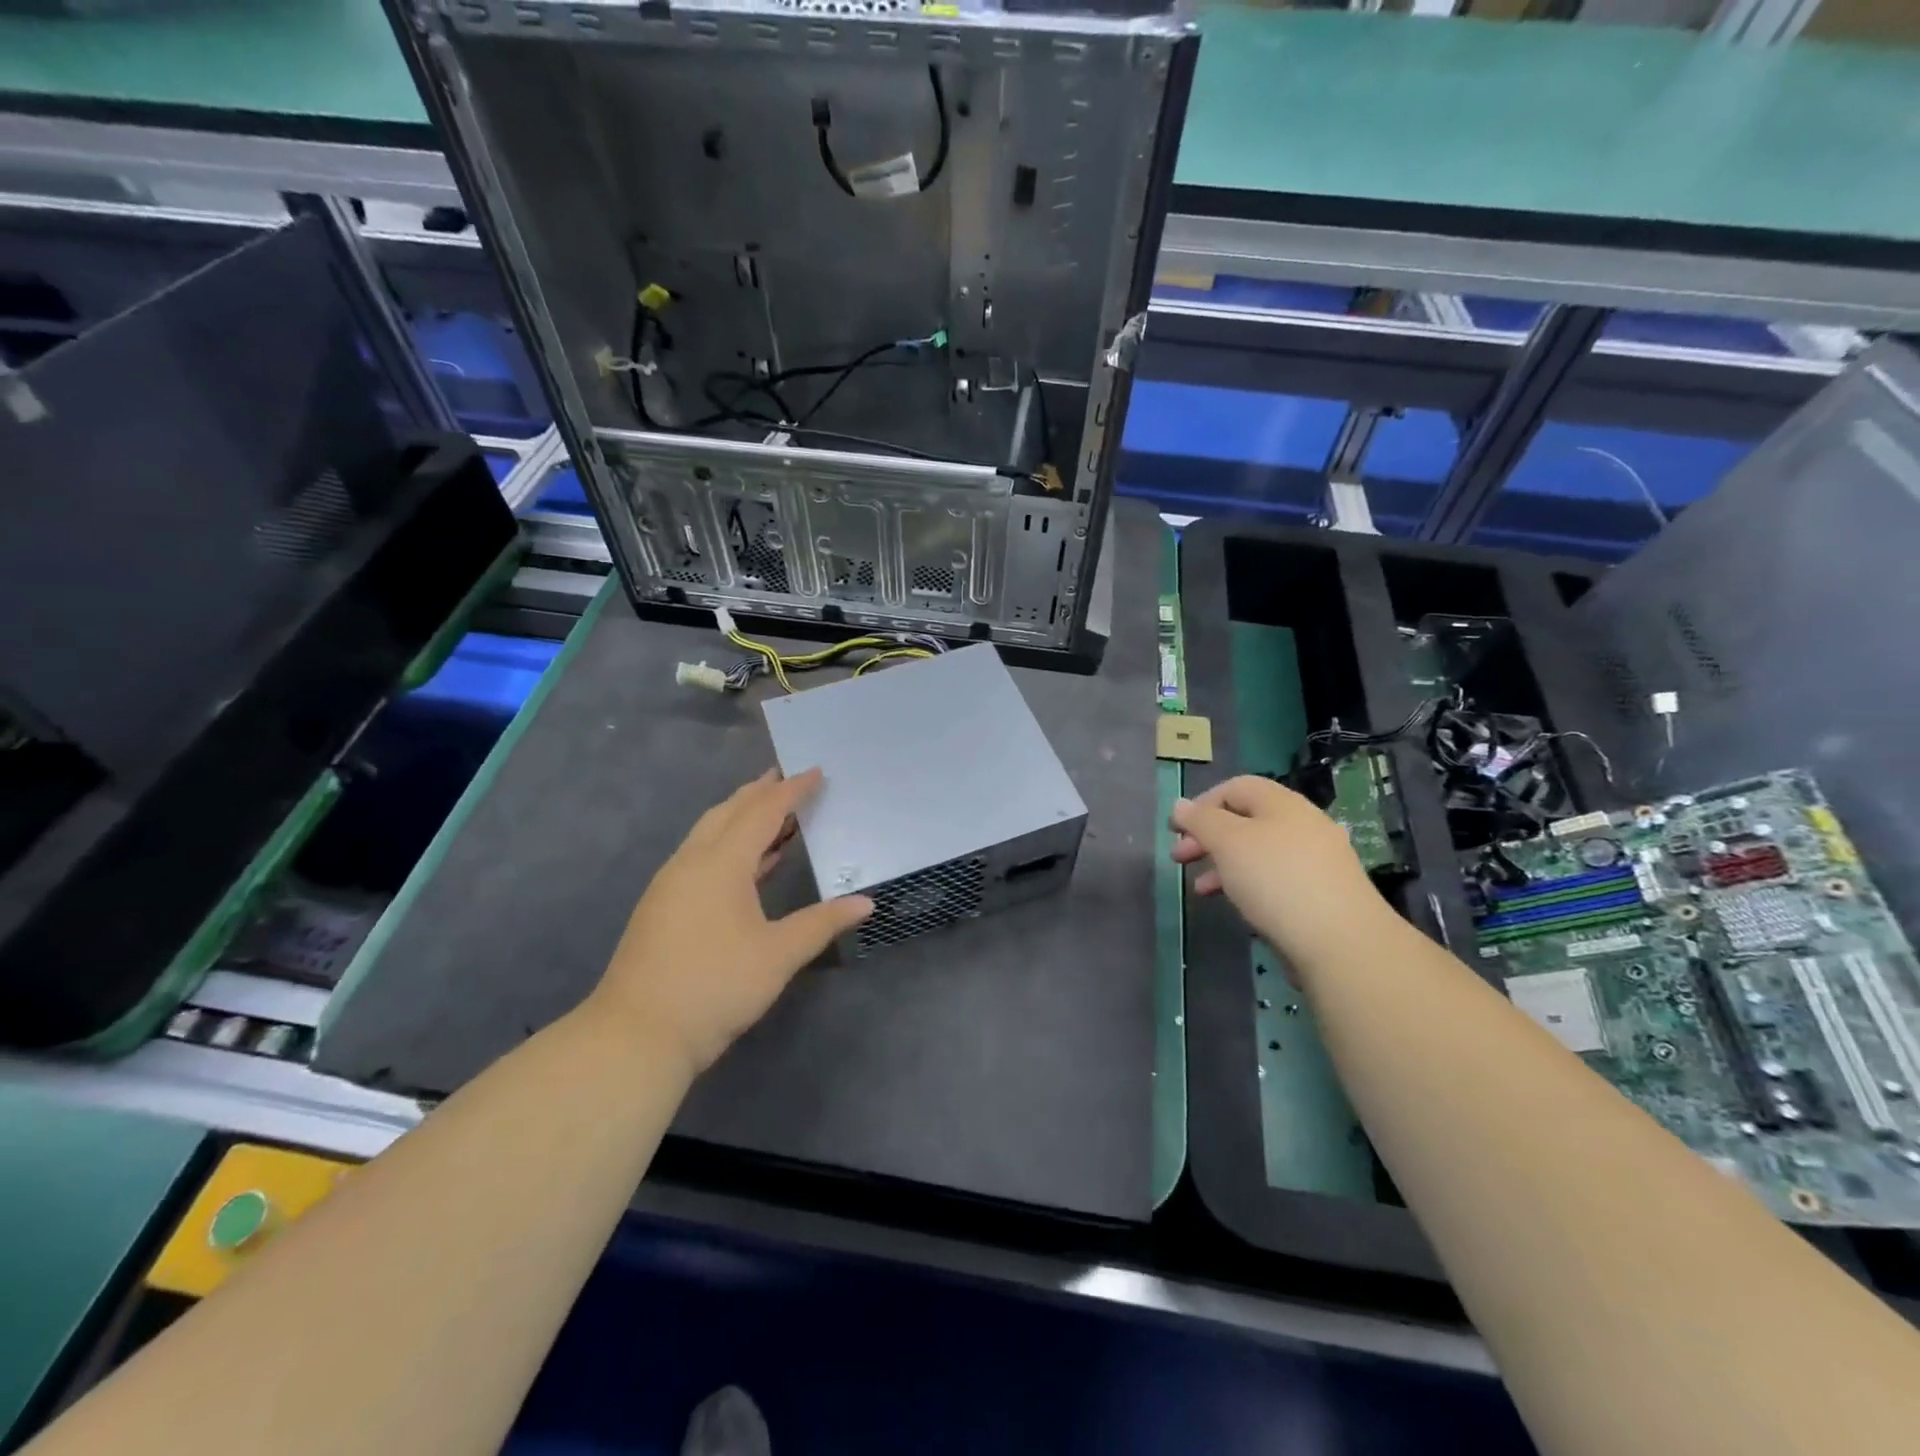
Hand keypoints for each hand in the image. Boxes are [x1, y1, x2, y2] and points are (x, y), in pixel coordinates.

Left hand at [588, 769, 871, 1076]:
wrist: (636, 1035)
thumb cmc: (715, 987)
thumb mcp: (778, 955)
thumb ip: (822, 923)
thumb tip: (866, 903)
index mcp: (720, 863)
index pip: (762, 812)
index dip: (791, 791)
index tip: (815, 772)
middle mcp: (691, 862)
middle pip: (728, 812)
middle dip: (760, 792)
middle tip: (788, 778)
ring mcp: (671, 884)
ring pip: (710, 833)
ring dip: (742, 817)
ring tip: (773, 813)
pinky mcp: (663, 906)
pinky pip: (701, 855)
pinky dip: (729, 844)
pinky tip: (748, 864)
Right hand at [1170, 775, 1386, 963]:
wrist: (1342, 942)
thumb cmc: (1276, 880)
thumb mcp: (1228, 843)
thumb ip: (1201, 821)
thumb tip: (1180, 805)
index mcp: (1282, 803)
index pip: (1235, 787)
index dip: (1201, 804)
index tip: (1176, 830)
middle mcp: (1303, 824)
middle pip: (1245, 820)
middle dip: (1208, 837)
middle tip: (1180, 859)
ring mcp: (1317, 859)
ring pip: (1258, 851)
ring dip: (1223, 864)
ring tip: (1201, 889)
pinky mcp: (1322, 892)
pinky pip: (1276, 877)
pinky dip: (1249, 884)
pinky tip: (1238, 905)